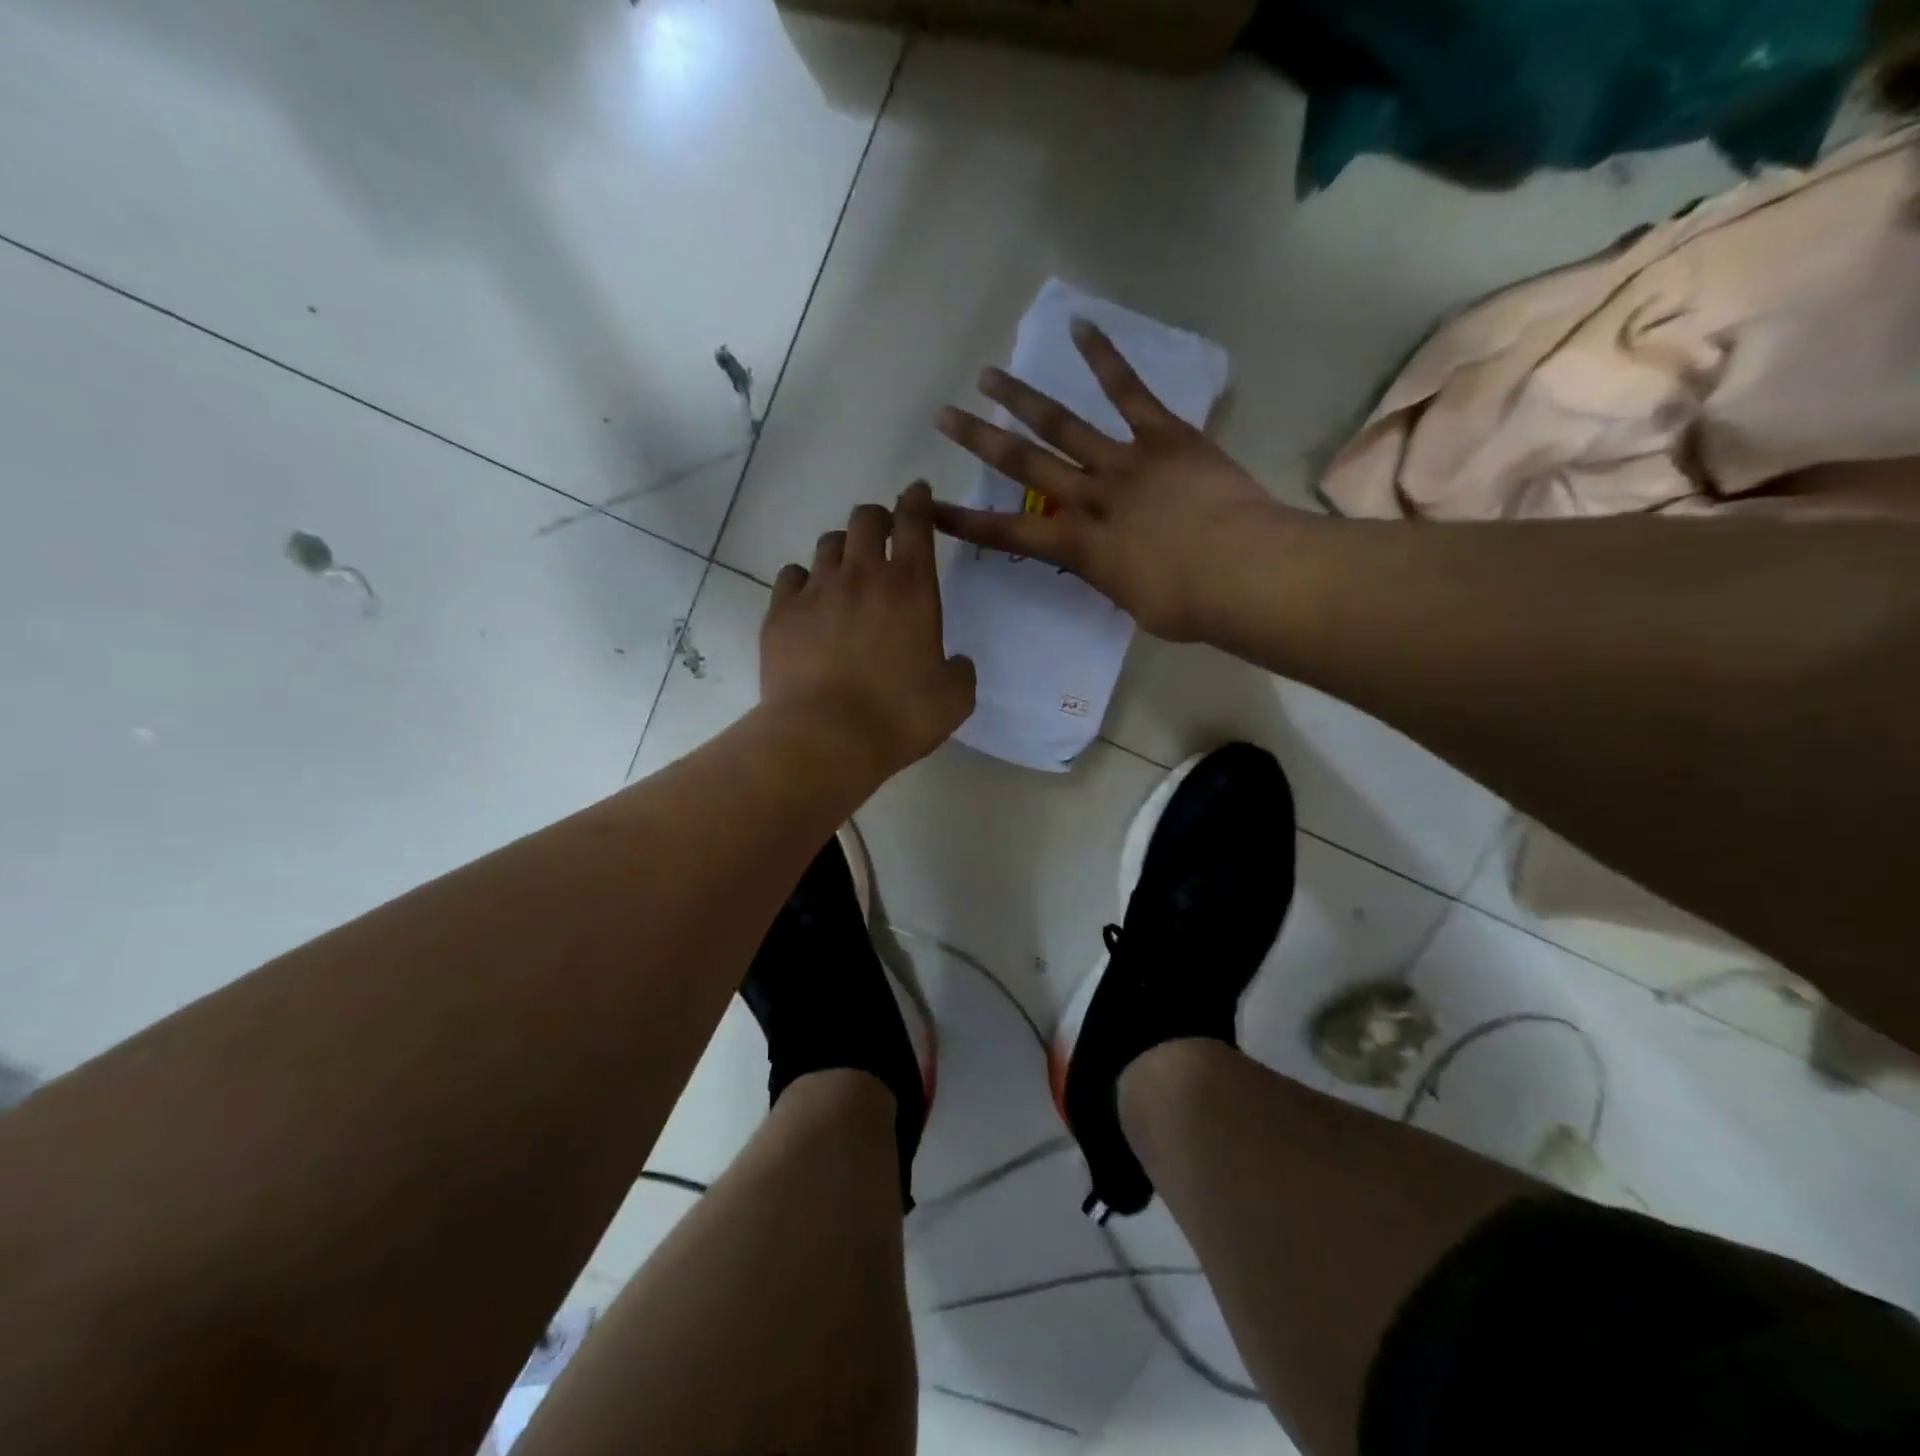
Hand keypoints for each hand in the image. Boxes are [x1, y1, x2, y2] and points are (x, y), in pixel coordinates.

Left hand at [761, 483, 976, 777]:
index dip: (918, 501)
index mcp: (911, 587)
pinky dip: (804, 580)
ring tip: (847, 570)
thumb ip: (960, 671)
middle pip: (866, 519)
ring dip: (843, 549)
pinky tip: (809, 599)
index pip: (915, 522)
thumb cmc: (898, 715)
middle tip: (883, 533)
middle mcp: (863, 575)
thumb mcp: (954, 699)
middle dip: (878, 518)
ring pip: (828, 544)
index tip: (918, 492)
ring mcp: (816, 590)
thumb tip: (956, 662)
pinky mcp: (781, 613)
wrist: (826, 736)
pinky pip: (791, 576)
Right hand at [933, 319, 1289, 641]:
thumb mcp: (1135, 603)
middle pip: (1023, 466)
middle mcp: (1089, 498)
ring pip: (1062, 424)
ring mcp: (1124, 462)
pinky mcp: (1163, 436)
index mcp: (1079, 548)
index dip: (965, 522)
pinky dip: (1105, 359)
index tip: (929, 506)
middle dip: (980, 442)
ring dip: (1021, 399)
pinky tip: (1080, 327)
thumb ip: (1115, 576)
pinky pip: (1129, 392)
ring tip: (988, 376)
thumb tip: (1118, 563)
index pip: (1008, 535)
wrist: (1241, 571)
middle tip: (945, 417)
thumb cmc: (1188, 605)